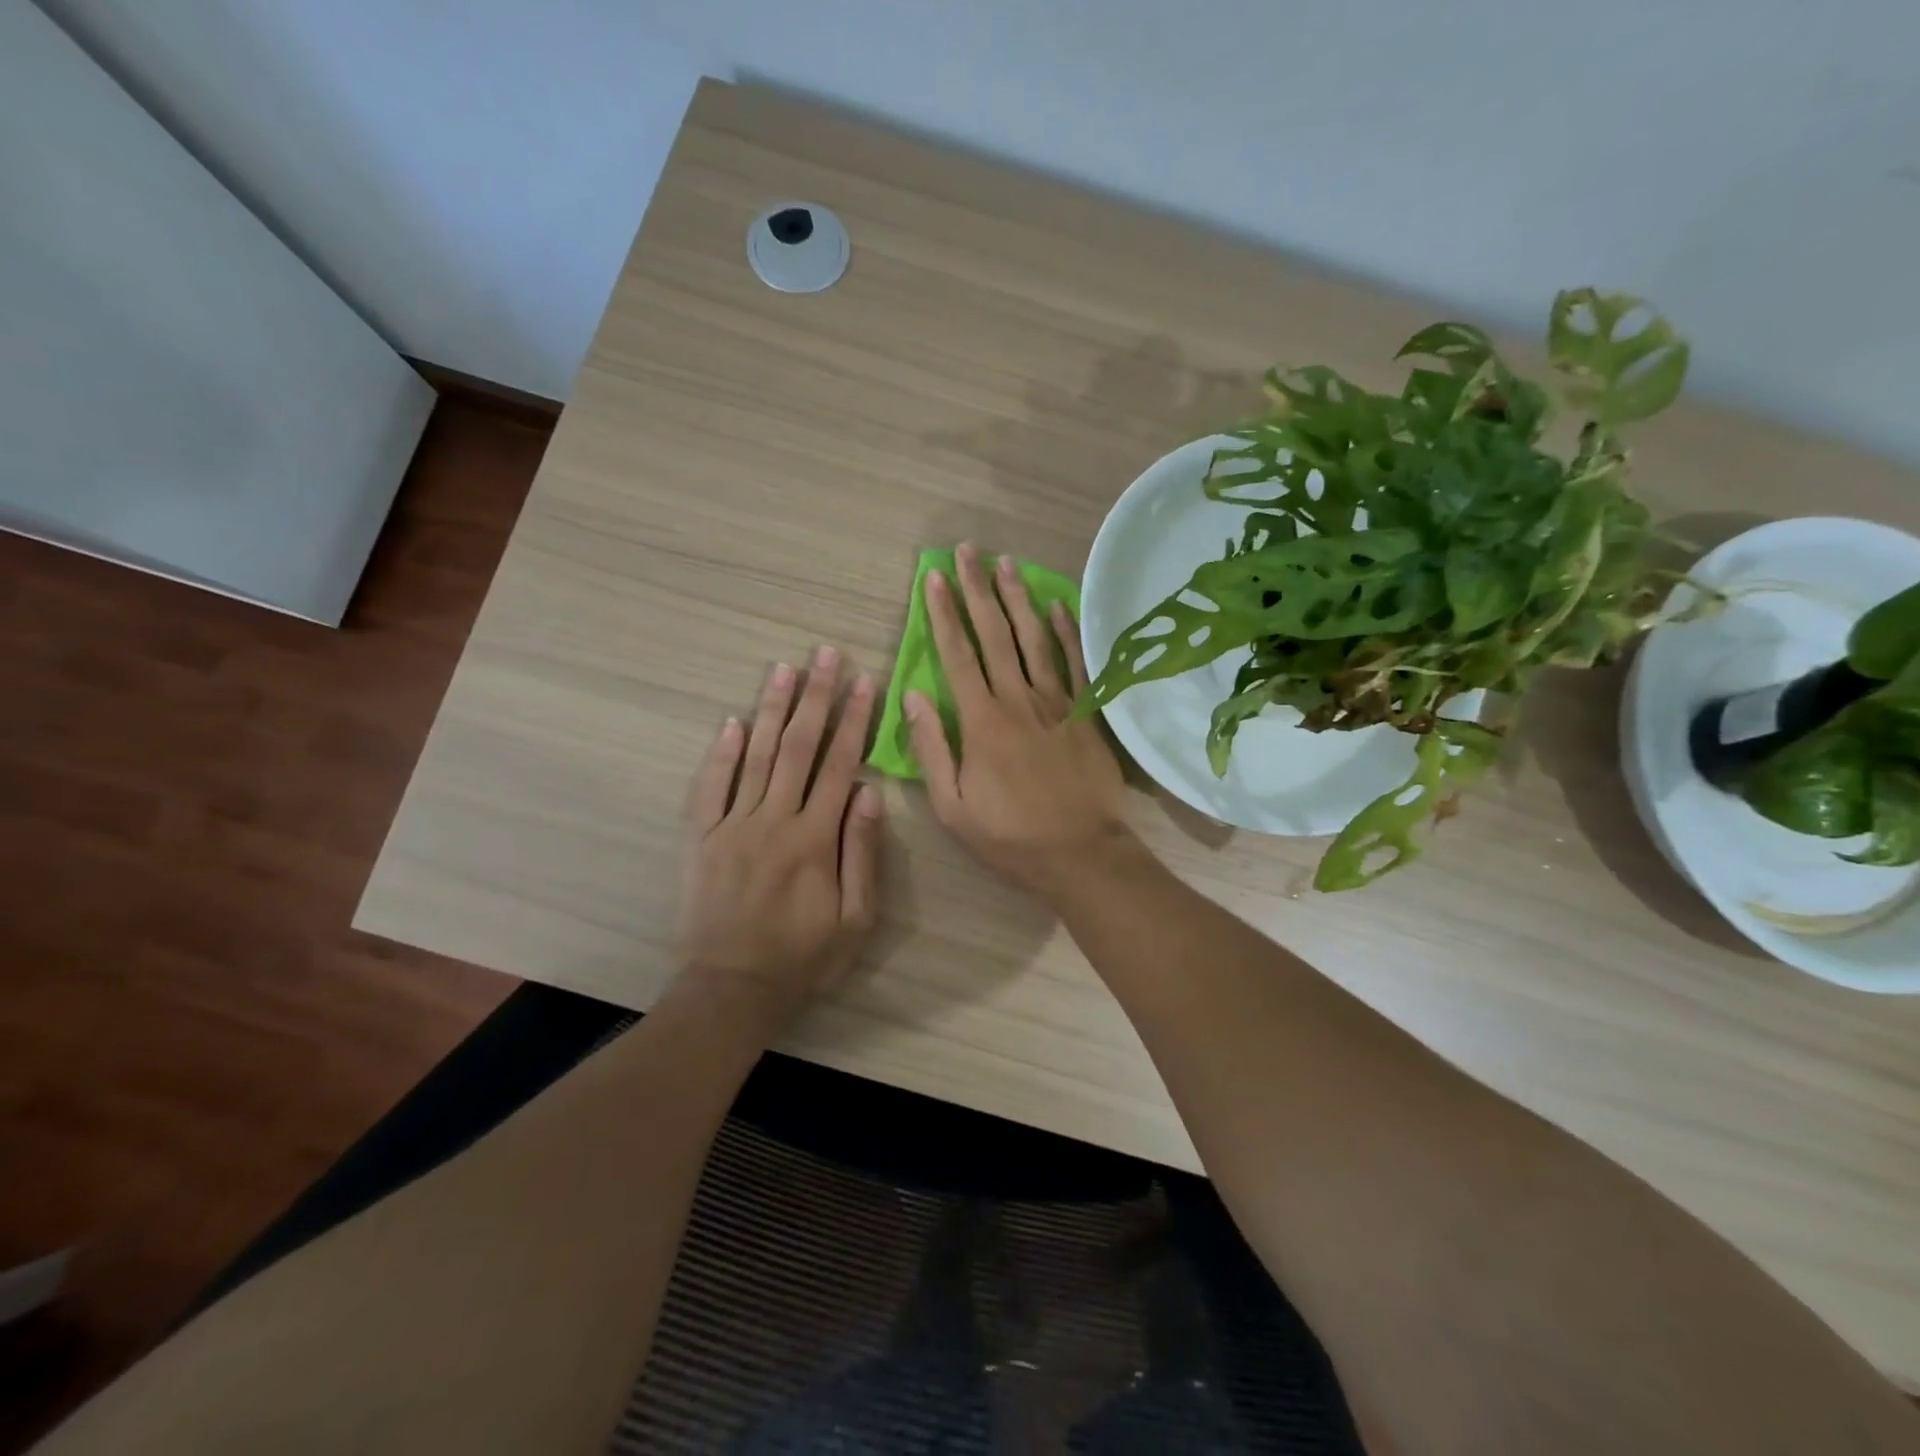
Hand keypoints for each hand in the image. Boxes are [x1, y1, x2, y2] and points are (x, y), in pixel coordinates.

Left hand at [678, 648, 883, 1033]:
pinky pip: (709, 787)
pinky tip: (733, 722)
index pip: (840, 765)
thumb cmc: (804, 958)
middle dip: (816, 697)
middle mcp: (773, 820)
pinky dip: (721, 753)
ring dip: (772, 709)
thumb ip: (863, 853)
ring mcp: (731, 826)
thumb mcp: (856, 919)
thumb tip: (869, 792)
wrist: (731, 989)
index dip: (854, 720)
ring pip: (756, 756)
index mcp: (815, 838)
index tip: (863, 682)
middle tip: (825, 655)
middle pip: (798, 747)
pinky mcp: (700, 839)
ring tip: (785, 668)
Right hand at [907, 543, 1129, 897]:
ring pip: (1034, 638)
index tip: (933, 577)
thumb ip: (931, 748)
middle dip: (977, 589)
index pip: (956, 654)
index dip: (943, 613)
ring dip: (1018, 598)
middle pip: (995, 634)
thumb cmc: (1009, 835)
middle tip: (967, 551)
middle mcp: (1017, 699)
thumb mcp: (952, 805)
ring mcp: (1055, 702)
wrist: (1080, 853)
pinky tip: (1057, 604)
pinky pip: (1075, 663)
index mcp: (981, 721)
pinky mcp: (1084, 713)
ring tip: (1006, 563)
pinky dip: (1066, 631)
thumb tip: (913, 697)